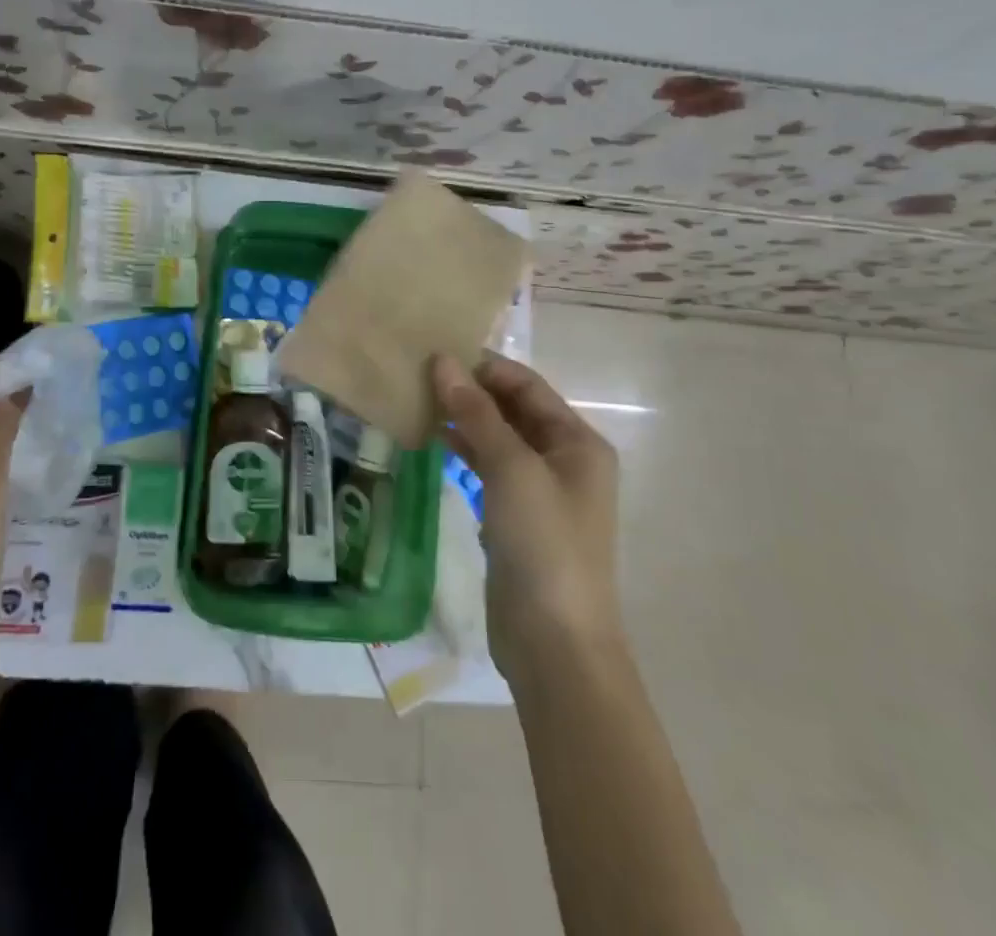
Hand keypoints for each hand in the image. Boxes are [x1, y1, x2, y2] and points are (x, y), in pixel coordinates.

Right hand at [433, 353, 622, 679]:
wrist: (554, 642)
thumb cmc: (544, 543)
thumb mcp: (511, 469)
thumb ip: (477, 413)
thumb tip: (443, 361)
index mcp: (578, 441)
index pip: (527, 385)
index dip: (484, 367)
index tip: (436, 352)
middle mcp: (563, 459)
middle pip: (513, 409)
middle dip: (471, 391)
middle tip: (418, 374)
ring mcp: (540, 490)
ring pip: (498, 438)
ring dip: (464, 419)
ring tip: (417, 400)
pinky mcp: (517, 516)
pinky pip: (489, 468)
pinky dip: (464, 451)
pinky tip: (431, 439)